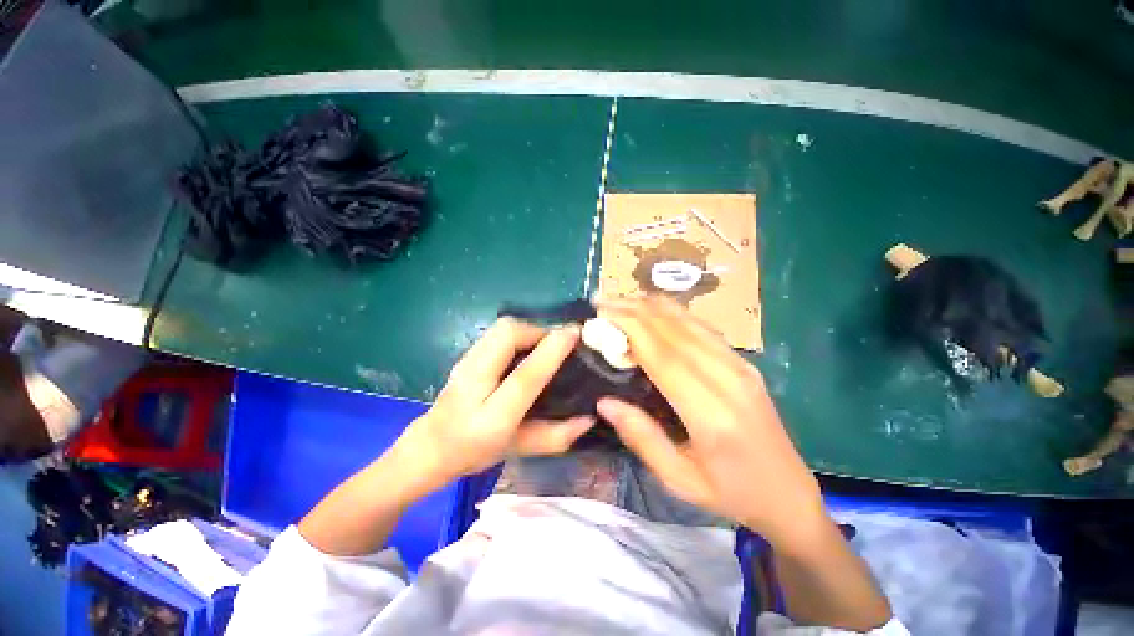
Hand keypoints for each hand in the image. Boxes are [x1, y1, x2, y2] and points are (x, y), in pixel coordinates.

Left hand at [397, 318, 595, 484]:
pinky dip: (518, 333)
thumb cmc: (474, 452)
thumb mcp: (518, 449)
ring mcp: (465, 363)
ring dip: (529, 330)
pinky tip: (526, 347)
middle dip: (539, 331)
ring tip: (545, 344)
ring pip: (501, 328)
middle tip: (558, 342)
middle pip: (507, 335)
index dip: (552, 351)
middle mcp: (473, 381)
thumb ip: (556, 436)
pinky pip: (496, 332)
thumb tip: (590, 419)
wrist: (429, 446)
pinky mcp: (465, 354)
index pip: (524, 376)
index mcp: (491, 416)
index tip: (574, 334)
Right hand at [596, 296, 823, 544]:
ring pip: (689, 322)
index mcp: (711, 414)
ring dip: (652, 306)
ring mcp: (740, 366)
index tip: (603, 312)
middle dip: (635, 309)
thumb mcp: (679, 480)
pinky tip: (654, 309)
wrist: (788, 493)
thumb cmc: (731, 494)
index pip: (663, 356)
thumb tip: (604, 402)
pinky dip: (673, 313)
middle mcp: (728, 379)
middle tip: (603, 300)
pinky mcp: (744, 362)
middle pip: (674, 331)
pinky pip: (702, 327)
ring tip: (622, 299)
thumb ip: (641, 438)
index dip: (631, 328)